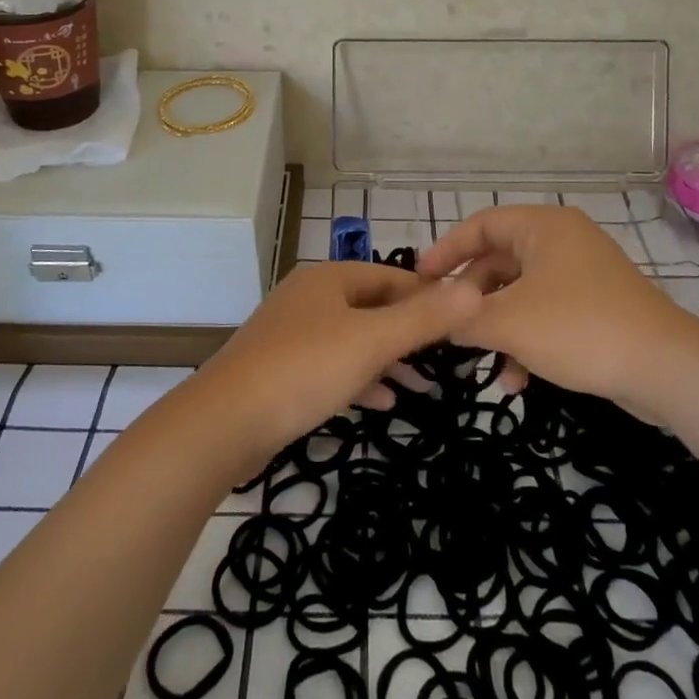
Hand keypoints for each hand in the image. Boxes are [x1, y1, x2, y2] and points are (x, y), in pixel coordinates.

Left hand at [192, 262, 481, 462]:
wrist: (224, 422)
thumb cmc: (304, 370)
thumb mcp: (372, 341)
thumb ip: (424, 318)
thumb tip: (474, 289)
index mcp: (329, 279)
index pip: (392, 277)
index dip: (429, 297)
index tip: (462, 324)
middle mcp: (309, 298)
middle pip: (372, 307)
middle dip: (410, 333)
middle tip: (446, 359)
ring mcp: (292, 334)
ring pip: (353, 339)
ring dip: (388, 361)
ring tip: (424, 388)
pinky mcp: (281, 369)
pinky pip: (332, 366)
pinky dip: (360, 379)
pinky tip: (382, 403)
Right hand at [416, 205, 698, 408]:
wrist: (665, 368)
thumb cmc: (578, 329)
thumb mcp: (509, 324)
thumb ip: (464, 318)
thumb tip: (439, 319)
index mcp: (543, 227)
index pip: (480, 225)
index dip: (446, 251)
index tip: (420, 281)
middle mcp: (563, 241)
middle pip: (499, 262)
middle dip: (472, 299)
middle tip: (448, 326)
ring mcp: (583, 273)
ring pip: (521, 293)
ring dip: (498, 327)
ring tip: (481, 362)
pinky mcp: (597, 305)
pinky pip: (547, 312)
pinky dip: (526, 339)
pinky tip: (516, 380)